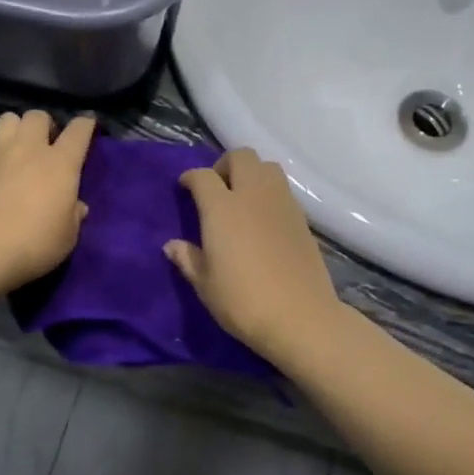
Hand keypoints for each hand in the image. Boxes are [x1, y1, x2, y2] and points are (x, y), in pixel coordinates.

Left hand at [0, 111, 94, 296]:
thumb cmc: (33, 244)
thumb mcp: (67, 237)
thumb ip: (73, 216)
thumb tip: (76, 206)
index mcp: (60, 163)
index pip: (78, 130)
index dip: (86, 125)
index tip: (88, 128)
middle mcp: (29, 150)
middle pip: (37, 116)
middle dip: (45, 125)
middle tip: (47, 144)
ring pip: (8, 119)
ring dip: (17, 129)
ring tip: (19, 149)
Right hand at [165, 148, 343, 359]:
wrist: (301, 317)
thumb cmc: (243, 301)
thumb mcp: (205, 284)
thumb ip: (188, 259)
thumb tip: (171, 246)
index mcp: (222, 208)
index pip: (203, 176)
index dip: (190, 177)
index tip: (185, 188)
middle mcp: (253, 195)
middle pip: (241, 157)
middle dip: (224, 165)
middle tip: (216, 188)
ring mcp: (282, 204)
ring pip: (267, 167)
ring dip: (252, 173)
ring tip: (242, 199)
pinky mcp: (302, 218)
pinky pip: (283, 189)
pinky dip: (269, 192)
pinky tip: (263, 219)